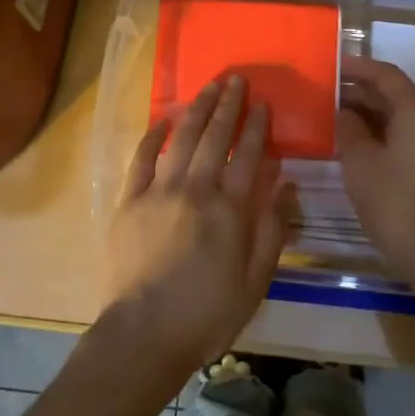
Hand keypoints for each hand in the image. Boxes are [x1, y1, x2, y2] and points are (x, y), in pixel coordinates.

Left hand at [101, 75, 292, 378]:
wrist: (143, 336)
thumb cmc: (206, 315)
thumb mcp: (255, 281)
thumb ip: (272, 229)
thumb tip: (285, 184)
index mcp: (229, 210)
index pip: (247, 155)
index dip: (257, 126)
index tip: (263, 103)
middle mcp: (195, 190)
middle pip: (214, 137)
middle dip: (228, 106)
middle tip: (236, 80)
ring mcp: (158, 192)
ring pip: (181, 139)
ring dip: (196, 110)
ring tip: (208, 87)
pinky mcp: (129, 202)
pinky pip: (140, 160)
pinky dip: (152, 137)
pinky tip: (162, 121)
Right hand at [337, 56, 414, 283]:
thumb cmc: (394, 200)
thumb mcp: (360, 161)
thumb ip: (348, 129)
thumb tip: (344, 113)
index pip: (386, 75)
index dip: (359, 67)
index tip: (333, 64)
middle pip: (394, 94)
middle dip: (360, 90)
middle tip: (327, 90)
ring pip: (398, 116)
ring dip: (368, 112)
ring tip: (334, 113)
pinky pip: (403, 135)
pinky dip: (379, 131)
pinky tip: (354, 141)